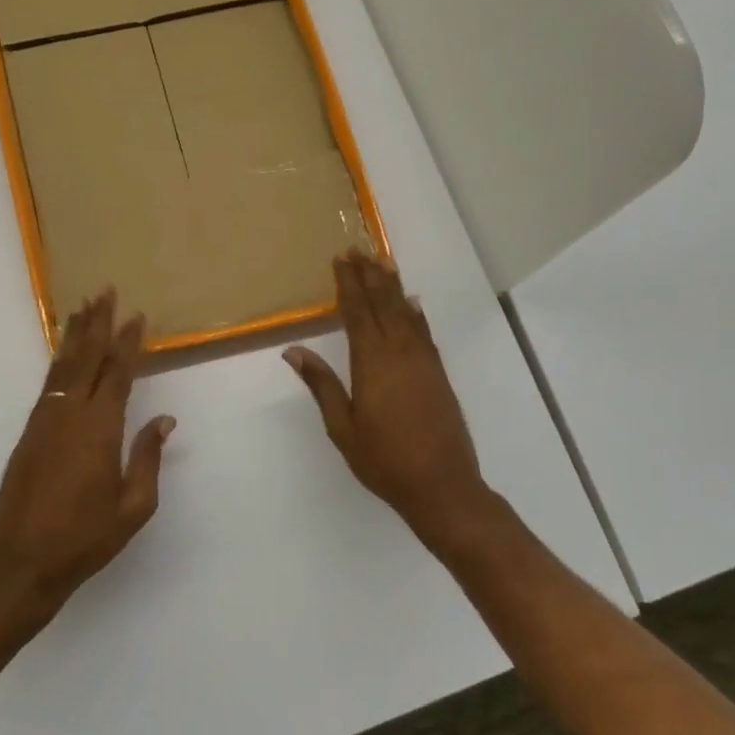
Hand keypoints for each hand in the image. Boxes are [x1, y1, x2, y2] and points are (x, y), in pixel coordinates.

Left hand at [0, 291, 175, 616]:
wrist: (21, 563)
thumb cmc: (86, 538)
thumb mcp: (134, 506)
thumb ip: (148, 457)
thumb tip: (164, 419)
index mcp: (100, 429)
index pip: (118, 374)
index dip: (129, 343)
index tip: (138, 316)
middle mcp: (69, 414)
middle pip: (86, 358)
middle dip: (98, 323)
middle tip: (105, 291)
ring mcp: (44, 421)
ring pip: (63, 366)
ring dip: (74, 335)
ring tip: (82, 307)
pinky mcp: (28, 433)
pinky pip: (48, 384)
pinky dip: (59, 361)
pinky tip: (64, 353)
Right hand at [284, 252, 492, 545]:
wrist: (441, 484)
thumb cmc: (383, 459)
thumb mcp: (342, 427)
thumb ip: (322, 384)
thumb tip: (293, 350)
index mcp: (372, 362)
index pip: (357, 312)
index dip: (348, 284)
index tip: (340, 259)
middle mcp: (400, 352)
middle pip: (383, 303)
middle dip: (369, 275)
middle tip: (358, 249)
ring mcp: (423, 360)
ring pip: (406, 312)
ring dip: (393, 286)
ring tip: (382, 262)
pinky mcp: (438, 372)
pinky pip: (424, 331)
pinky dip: (416, 312)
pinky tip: (413, 303)